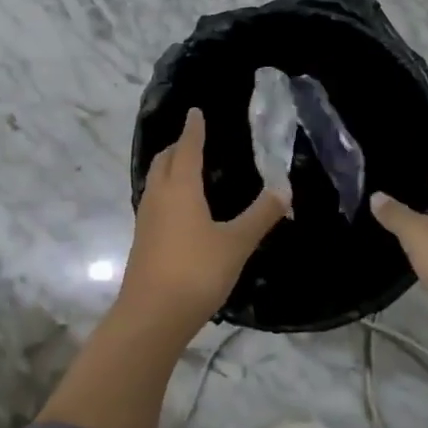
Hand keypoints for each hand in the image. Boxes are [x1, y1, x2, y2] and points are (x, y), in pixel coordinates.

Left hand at [122, 108, 287, 334]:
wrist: (152, 315)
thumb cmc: (196, 271)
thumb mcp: (236, 243)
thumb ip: (261, 215)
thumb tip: (285, 189)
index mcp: (180, 187)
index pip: (187, 148)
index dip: (193, 130)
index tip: (195, 112)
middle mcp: (158, 196)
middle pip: (164, 160)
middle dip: (177, 146)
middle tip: (193, 139)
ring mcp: (146, 219)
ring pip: (155, 180)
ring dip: (168, 168)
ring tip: (185, 167)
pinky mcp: (142, 240)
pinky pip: (153, 201)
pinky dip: (165, 190)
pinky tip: (178, 207)